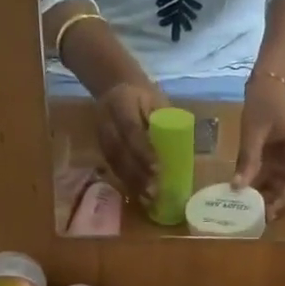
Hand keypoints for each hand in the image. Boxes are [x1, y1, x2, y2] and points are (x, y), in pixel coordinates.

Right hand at [96, 79, 163, 200]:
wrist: (116, 86)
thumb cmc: (144, 96)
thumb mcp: (157, 101)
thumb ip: (165, 122)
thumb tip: (184, 151)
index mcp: (121, 102)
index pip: (131, 129)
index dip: (143, 151)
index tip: (157, 169)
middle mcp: (106, 119)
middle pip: (119, 151)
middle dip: (137, 173)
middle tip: (154, 192)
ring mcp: (101, 134)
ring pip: (114, 162)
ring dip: (131, 182)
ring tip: (148, 199)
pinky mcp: (101, 147)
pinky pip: (112, 166)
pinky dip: (126, 182)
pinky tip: (138, 194)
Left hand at [234, 82, 284, 219]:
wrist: (268, 88)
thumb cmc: (263, 104)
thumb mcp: (252, 130)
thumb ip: (248, 158)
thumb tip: (237, 187)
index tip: (269, 211)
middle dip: (284, 205)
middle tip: (261, 218)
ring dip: (276, 202)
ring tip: (254, 213)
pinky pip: (282, 184)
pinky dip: (270, 193)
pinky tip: (252, 200)